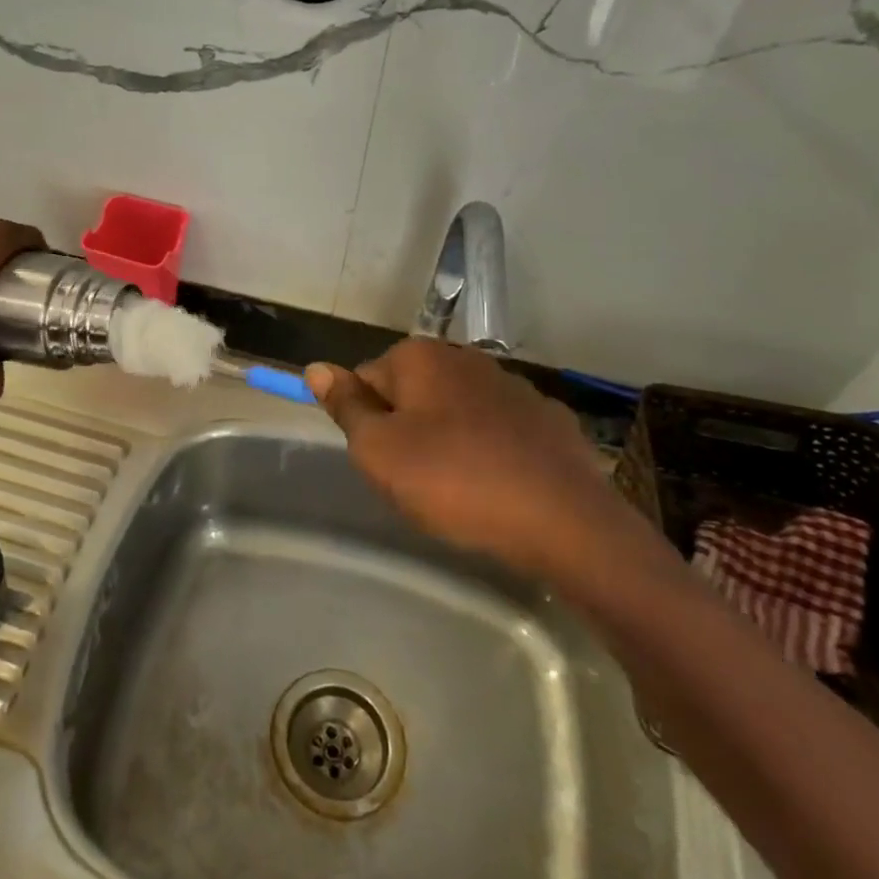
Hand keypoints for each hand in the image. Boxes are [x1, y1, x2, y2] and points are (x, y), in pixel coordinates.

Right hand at [305, 340, 664, 590]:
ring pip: (456, 410)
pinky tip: (499, 486)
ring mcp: (513, 385)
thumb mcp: (379, 450)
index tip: (382, 461)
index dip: (364, 422)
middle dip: (405, 428)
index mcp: (420, 357)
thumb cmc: (453, 481)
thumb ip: (346, 406)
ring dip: (447, 439)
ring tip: (457, 489)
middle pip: (412, 391)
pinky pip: (499, 430)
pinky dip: (490, 450)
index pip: (366, 378)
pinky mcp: (548, 418)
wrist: (562, 521)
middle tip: (413, 479)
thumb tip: (316, 366)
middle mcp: (466, 357)